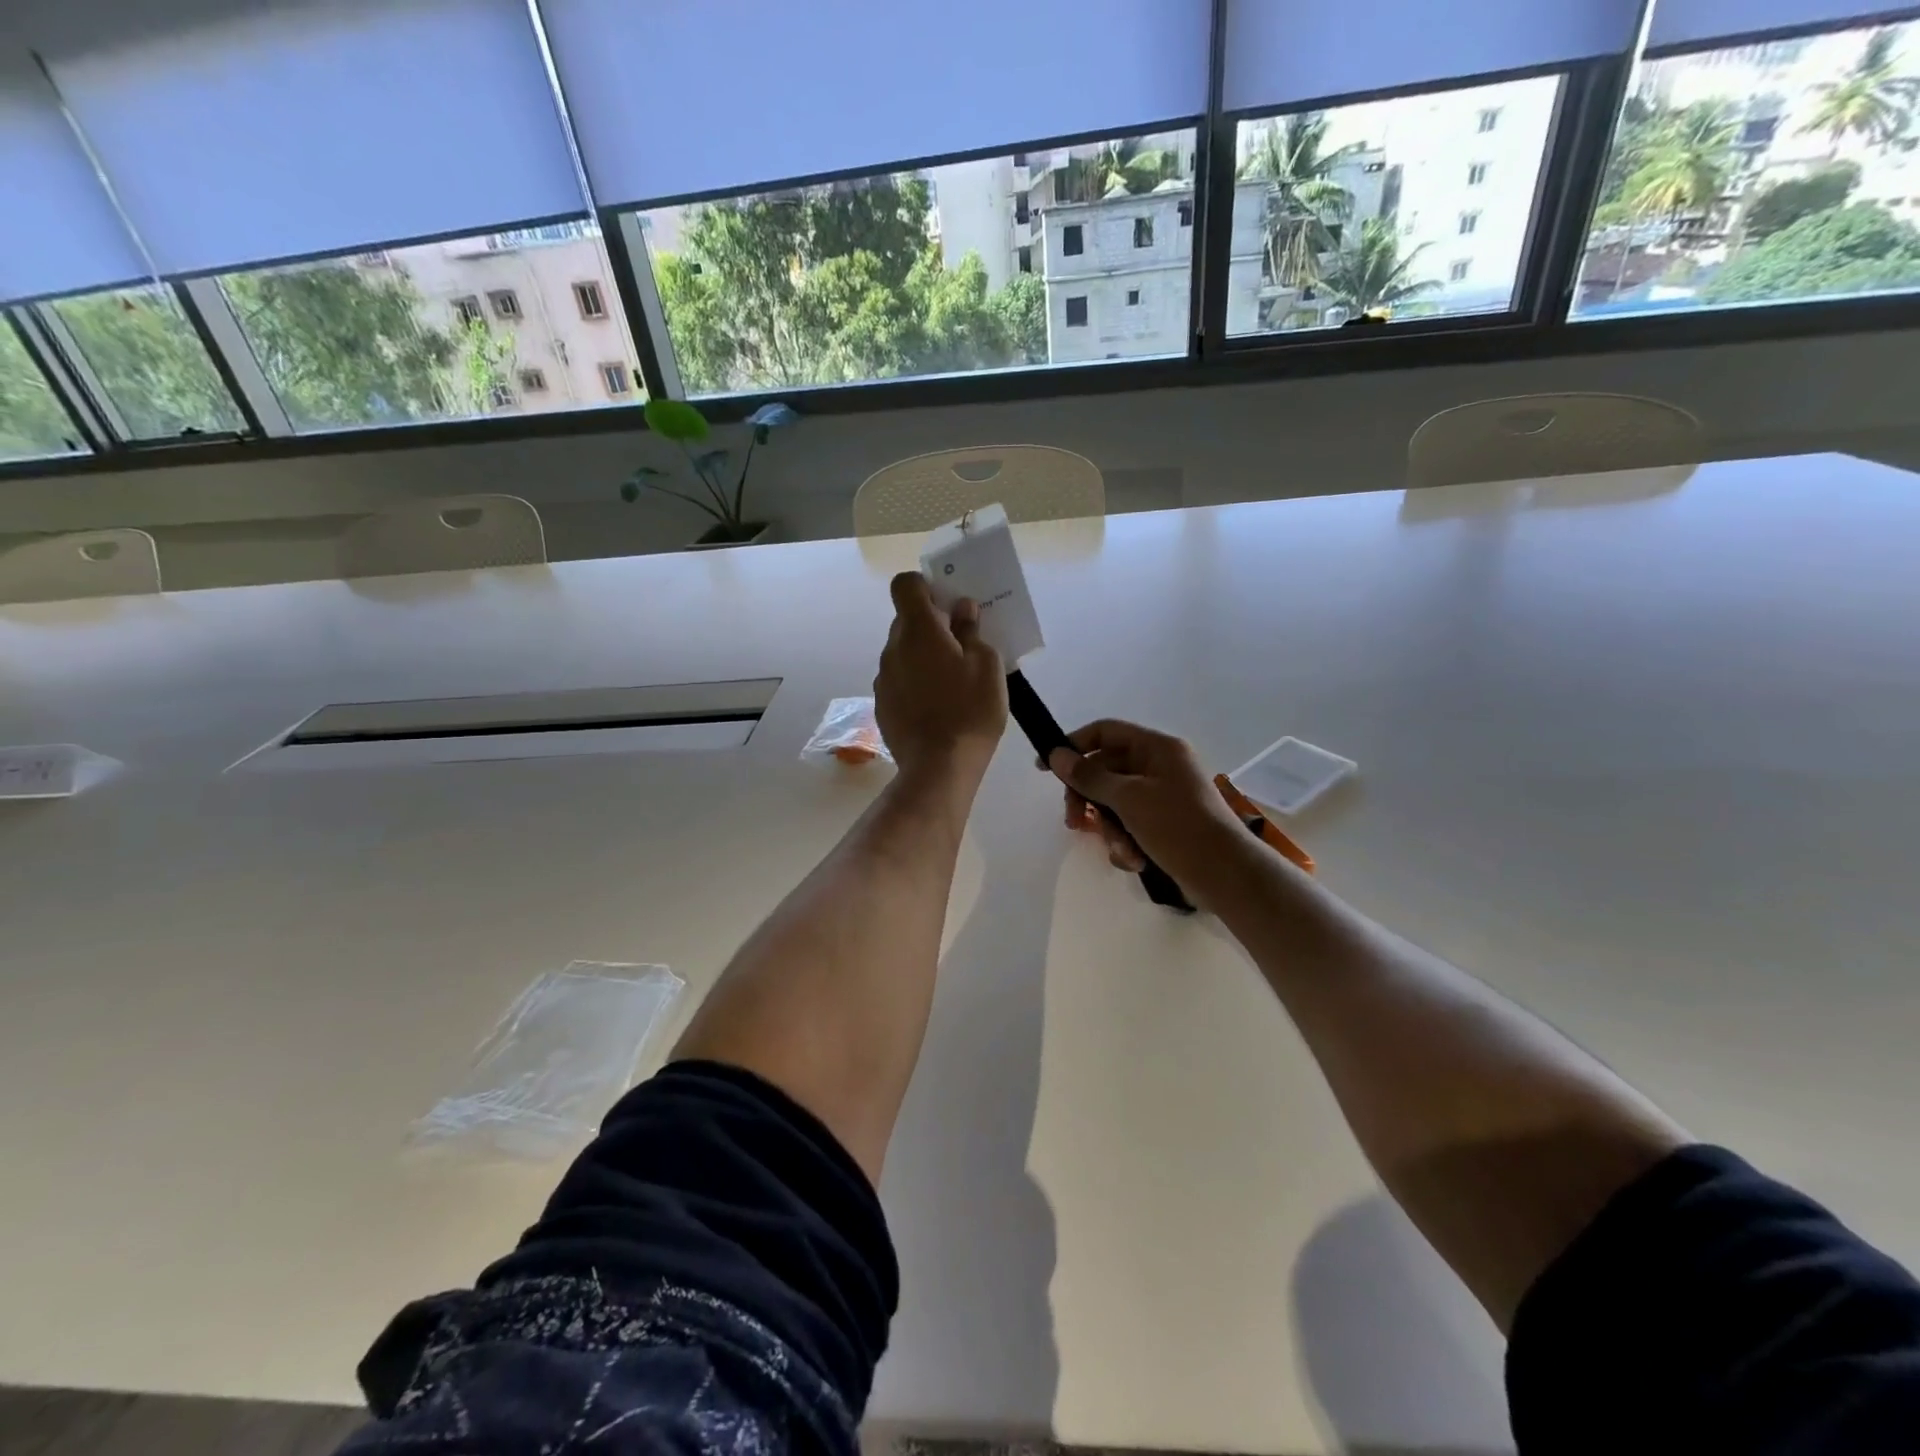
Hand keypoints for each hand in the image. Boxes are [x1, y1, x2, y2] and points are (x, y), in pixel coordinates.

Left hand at [874, 572, 1007, 777]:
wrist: (938, 768)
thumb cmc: (970, 711)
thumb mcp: (987, 666)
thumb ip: (972, 632)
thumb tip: (962, 610)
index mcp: (918, 630)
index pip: (905, 585)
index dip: (925, 587)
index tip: (948, 604)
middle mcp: (893, 649)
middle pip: (906, 621)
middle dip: (931, 626)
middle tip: (962, 646)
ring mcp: (883, 679)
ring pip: (902, 653)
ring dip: (923, 657)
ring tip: (952, 683)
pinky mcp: (882, 706)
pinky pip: (899, 681)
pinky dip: (915, 684)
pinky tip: (936, 707)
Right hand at [1045, 720, 1247, 897]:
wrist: (1225, 874)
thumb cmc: (1178, 826)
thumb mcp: (1128, 798)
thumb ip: (1089, 776)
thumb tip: (1056, 755)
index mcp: (1157, 748)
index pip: (1105, 732)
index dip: (1073, 746)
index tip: (1045, 768)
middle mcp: (1159, 766)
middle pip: (1105, 770)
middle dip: (1088, 798)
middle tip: (1074, 821)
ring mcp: (1162, 796)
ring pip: (1114, 802)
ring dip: (1110, 828)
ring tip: (1119, 849)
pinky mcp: (1163, 824)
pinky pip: (1130, 824)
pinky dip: (1126, 842)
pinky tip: (1134, 860)